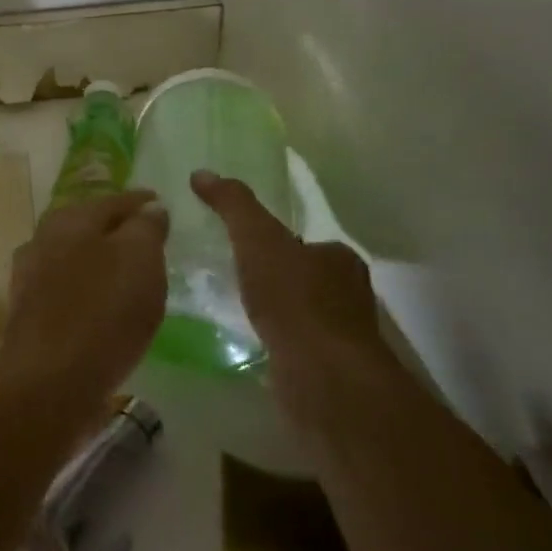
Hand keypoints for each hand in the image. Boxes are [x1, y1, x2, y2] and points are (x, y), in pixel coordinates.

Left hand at [0, 192, 168, 415]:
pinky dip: (89, 288)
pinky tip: (105, 305)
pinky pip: (69, 288)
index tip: (160, 203)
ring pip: (75, 256)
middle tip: (148, 237)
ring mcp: (32, 276)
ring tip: (131, 272)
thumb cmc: (102, 311)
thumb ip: (146, 228)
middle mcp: (43, 239)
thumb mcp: (139, 259)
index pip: (113, 200)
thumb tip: (149, 207)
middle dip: (117, 228)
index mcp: (70, 219)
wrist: (49, 380)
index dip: (140, 201)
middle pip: (89, 225)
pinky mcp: (31, 312)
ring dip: (101, 259)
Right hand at [189, 170, 390, 412]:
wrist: (321, 376)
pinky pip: (295, 346)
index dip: (277, 241)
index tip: (245, 246)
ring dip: (275, 311)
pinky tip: (249, 342)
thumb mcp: (256, 238)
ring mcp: (342, 336)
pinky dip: (275, 341)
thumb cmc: (294, 299)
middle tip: (233, 275)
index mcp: (340, 259)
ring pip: (302, 314)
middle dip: (275, 277)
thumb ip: (233, 205)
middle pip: (306, 277)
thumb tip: (202, 173)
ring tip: (234, 308)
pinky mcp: (329, 370)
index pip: (307, 242)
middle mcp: (350, 294)